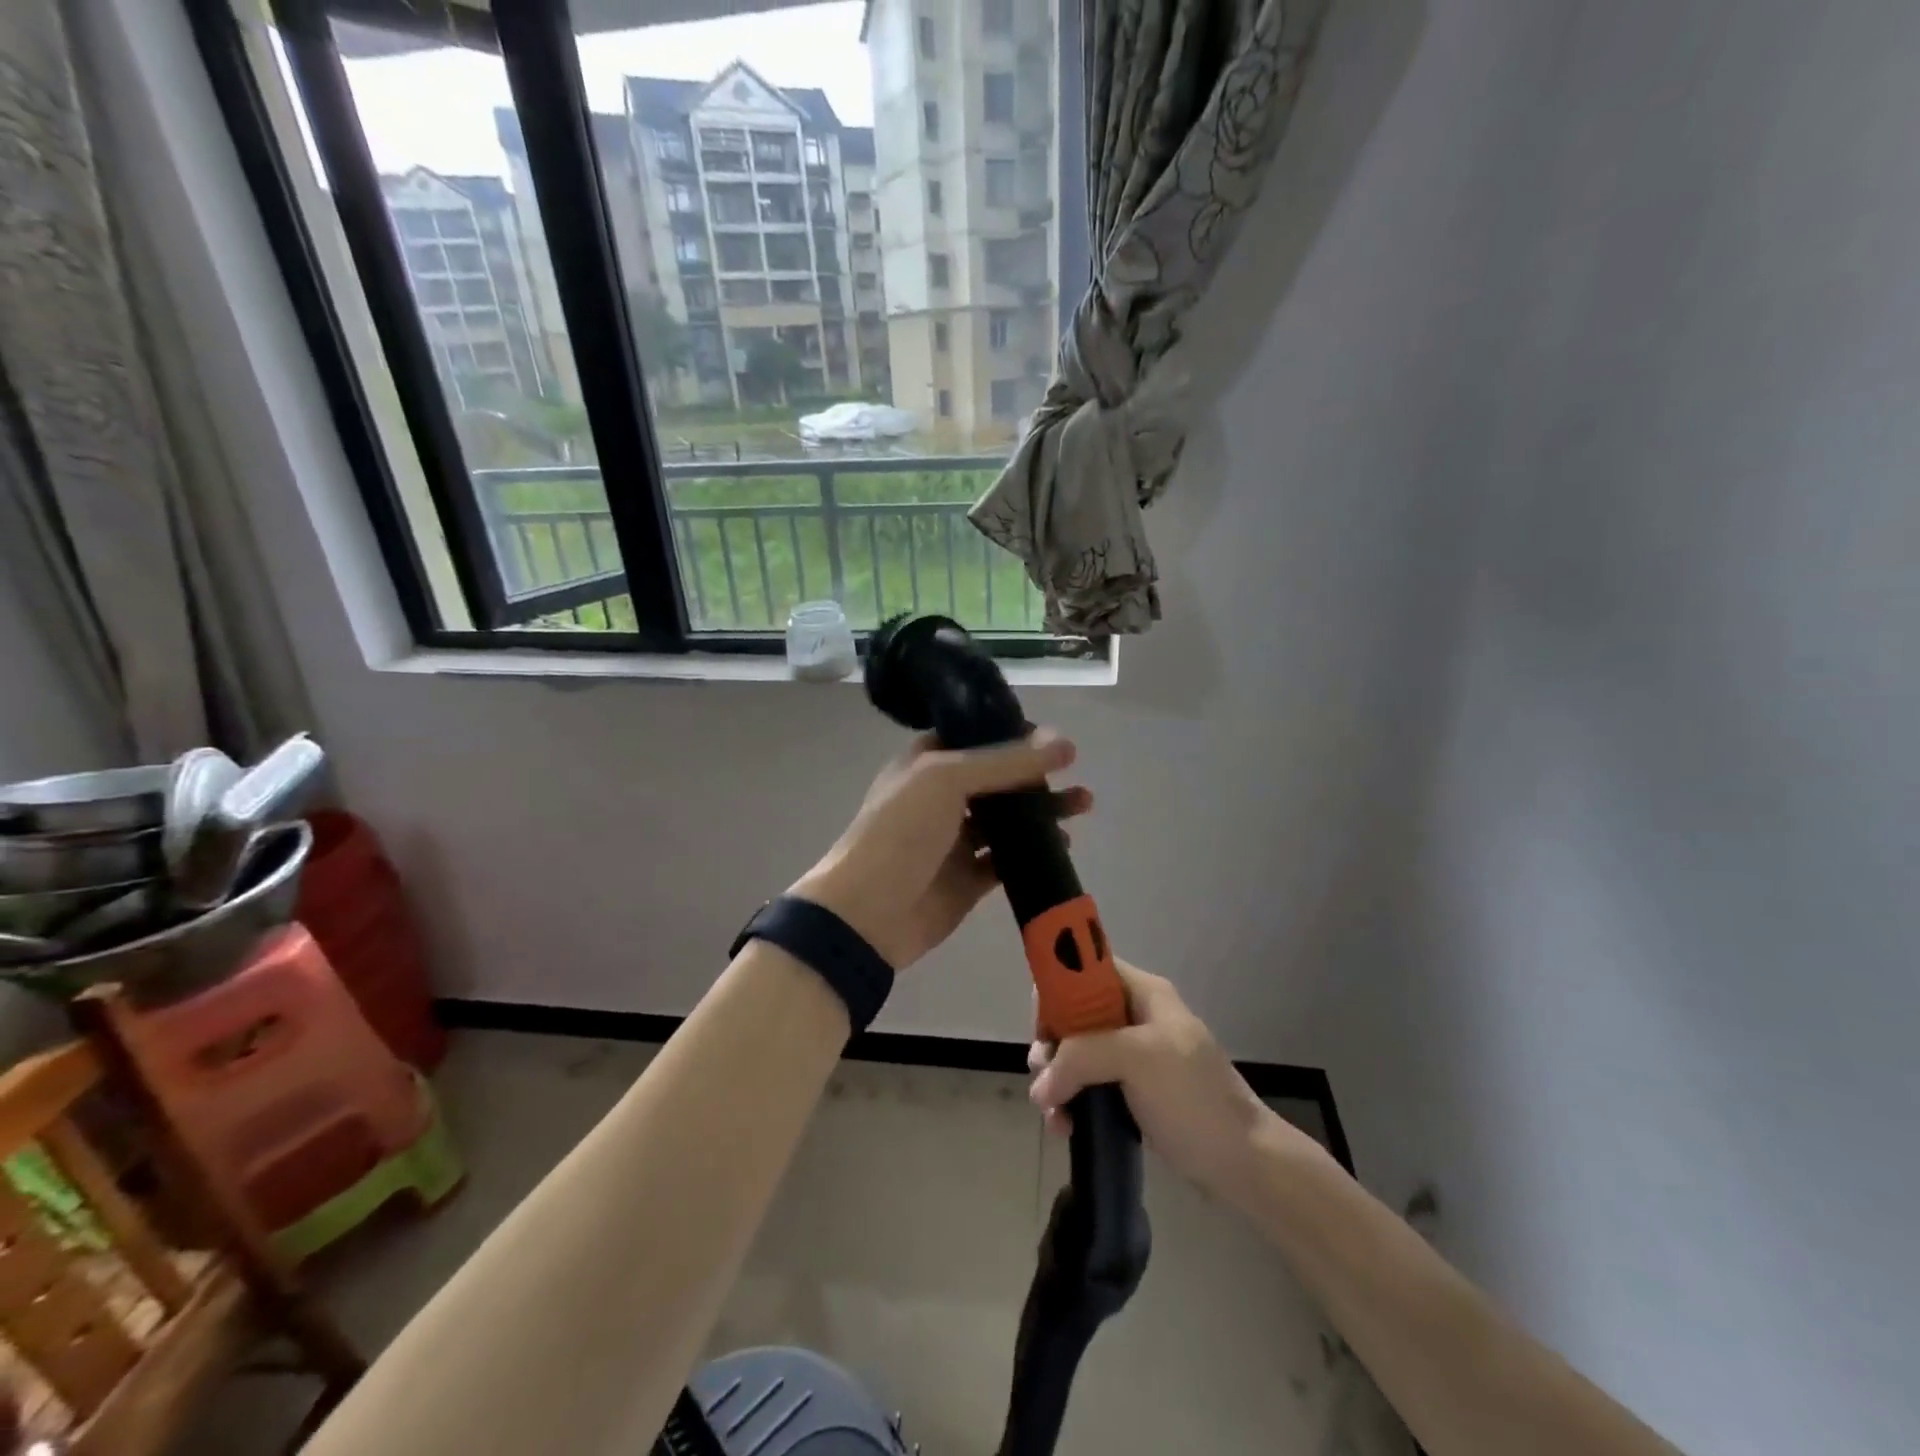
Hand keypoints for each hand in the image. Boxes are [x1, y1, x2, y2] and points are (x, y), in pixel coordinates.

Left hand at [792, 730, 1089, 969]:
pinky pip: (1006, 860)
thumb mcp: (948, 779)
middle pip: (996, 778)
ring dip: (1042, 811)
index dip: (1009, 733)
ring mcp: (954, 840)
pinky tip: (1061, 845)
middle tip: (1074, 771)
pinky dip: (1032, 851)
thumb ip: (1006, 761)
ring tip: (1082, 803)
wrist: (868, 913)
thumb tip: (1064, 742)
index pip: (972, 737)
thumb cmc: (900, 832)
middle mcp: (940, 798)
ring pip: (1006, 819)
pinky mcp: (968, 879)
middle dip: (1035, 774)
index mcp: (926, 764)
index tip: (1049, 735)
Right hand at [1029, 961, 1272, 1201]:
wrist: (1245, 1164)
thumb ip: (1083, 1056)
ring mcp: (1133, 1054)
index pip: (1084, 969)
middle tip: (1043, 1073)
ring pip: (1076, 1051)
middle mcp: (1134, 1016)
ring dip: (1056, 1078)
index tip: (1042, 1028)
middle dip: (1052, 1043)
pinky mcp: (1131, 1090)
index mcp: (1142, 992)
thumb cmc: (1195, 1099)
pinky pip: (1086, 1083)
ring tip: (1053, 1114)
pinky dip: (1070, 1100)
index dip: (1057, 990)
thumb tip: (1040, 1085)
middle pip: (1073, 1012)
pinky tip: (1064, 1126)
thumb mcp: (1139, 1059)